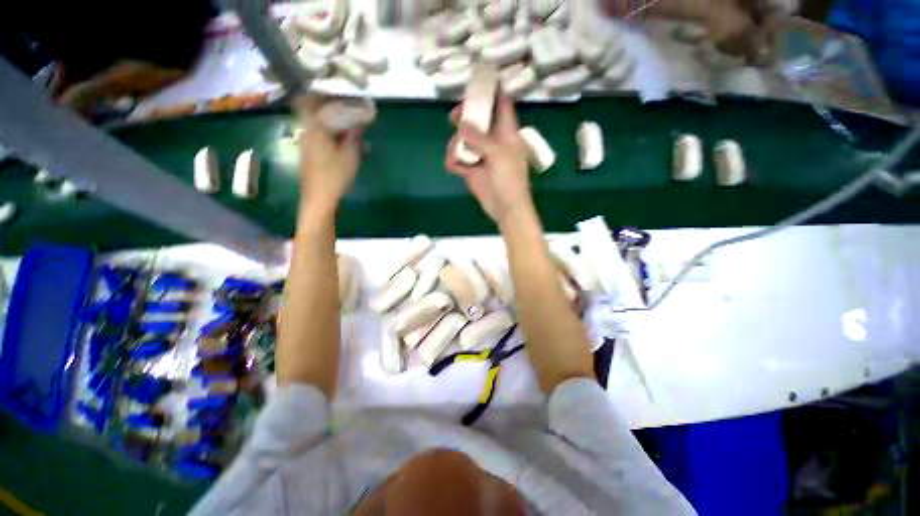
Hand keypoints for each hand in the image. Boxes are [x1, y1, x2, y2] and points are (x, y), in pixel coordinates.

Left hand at [294, 96, 363, 212]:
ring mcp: (306, 142)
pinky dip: (330, 132)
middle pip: (316, 110)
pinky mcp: (309, 153)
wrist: (318, 198)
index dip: (330, 95)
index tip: (345, 95)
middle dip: (333, 107)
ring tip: (350, 125)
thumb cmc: (335, 176)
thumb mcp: (350, 155)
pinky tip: (343, 140)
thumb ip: (354, 135)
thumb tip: (360, 119)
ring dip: (333, 121)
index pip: (317, 101)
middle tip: (351, 109)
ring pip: (318, 123)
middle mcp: (307, 131)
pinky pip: (319, 134)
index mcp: (315, 127)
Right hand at [445, 93, 531, 223]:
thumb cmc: (509, 181)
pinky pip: (460, 161)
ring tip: (454, 155)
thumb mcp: (498, 155)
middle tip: (453, 117)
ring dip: (456, 146)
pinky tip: (453, 167)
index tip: (478, 82)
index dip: (493, 92)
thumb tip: (461, 124)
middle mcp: (494, 142)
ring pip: (465, 142)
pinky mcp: (473, 172)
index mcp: (507, 134)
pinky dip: (454, 162)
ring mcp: (483, 157)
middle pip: (479, 122)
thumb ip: (480, 139)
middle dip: (466, 118)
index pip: (502, 106)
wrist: (506, 209)